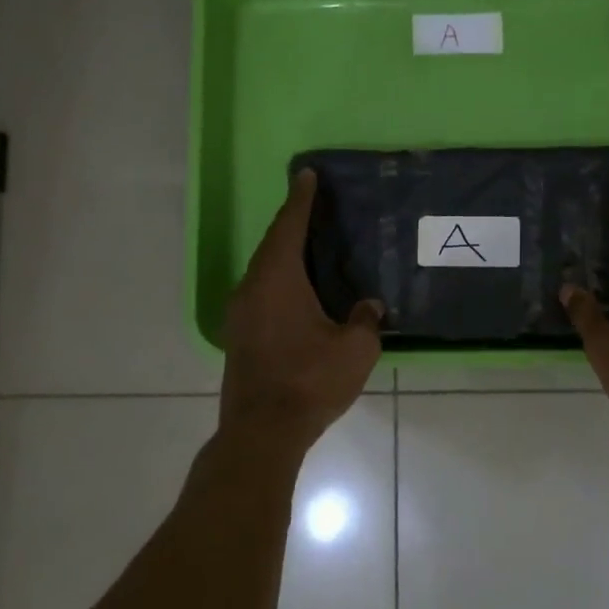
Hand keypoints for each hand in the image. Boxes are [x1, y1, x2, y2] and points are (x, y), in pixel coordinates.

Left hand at [219, 169, 382, 455]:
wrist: (262, 432)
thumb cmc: (310, 381)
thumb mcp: (355, 348)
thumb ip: (365, 319)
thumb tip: (368, 306)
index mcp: (278, 279)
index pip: (289, 227)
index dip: (301, 200)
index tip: (307, 175)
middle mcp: (252, 288)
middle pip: (272, 245)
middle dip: (292, 223)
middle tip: (314, 207)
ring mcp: (240, 314)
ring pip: (264, 271)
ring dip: (285, 254)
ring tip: (310, 246)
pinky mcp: (240, 337)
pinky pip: (261, 293)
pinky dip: (280, 281)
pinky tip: (299, 292)